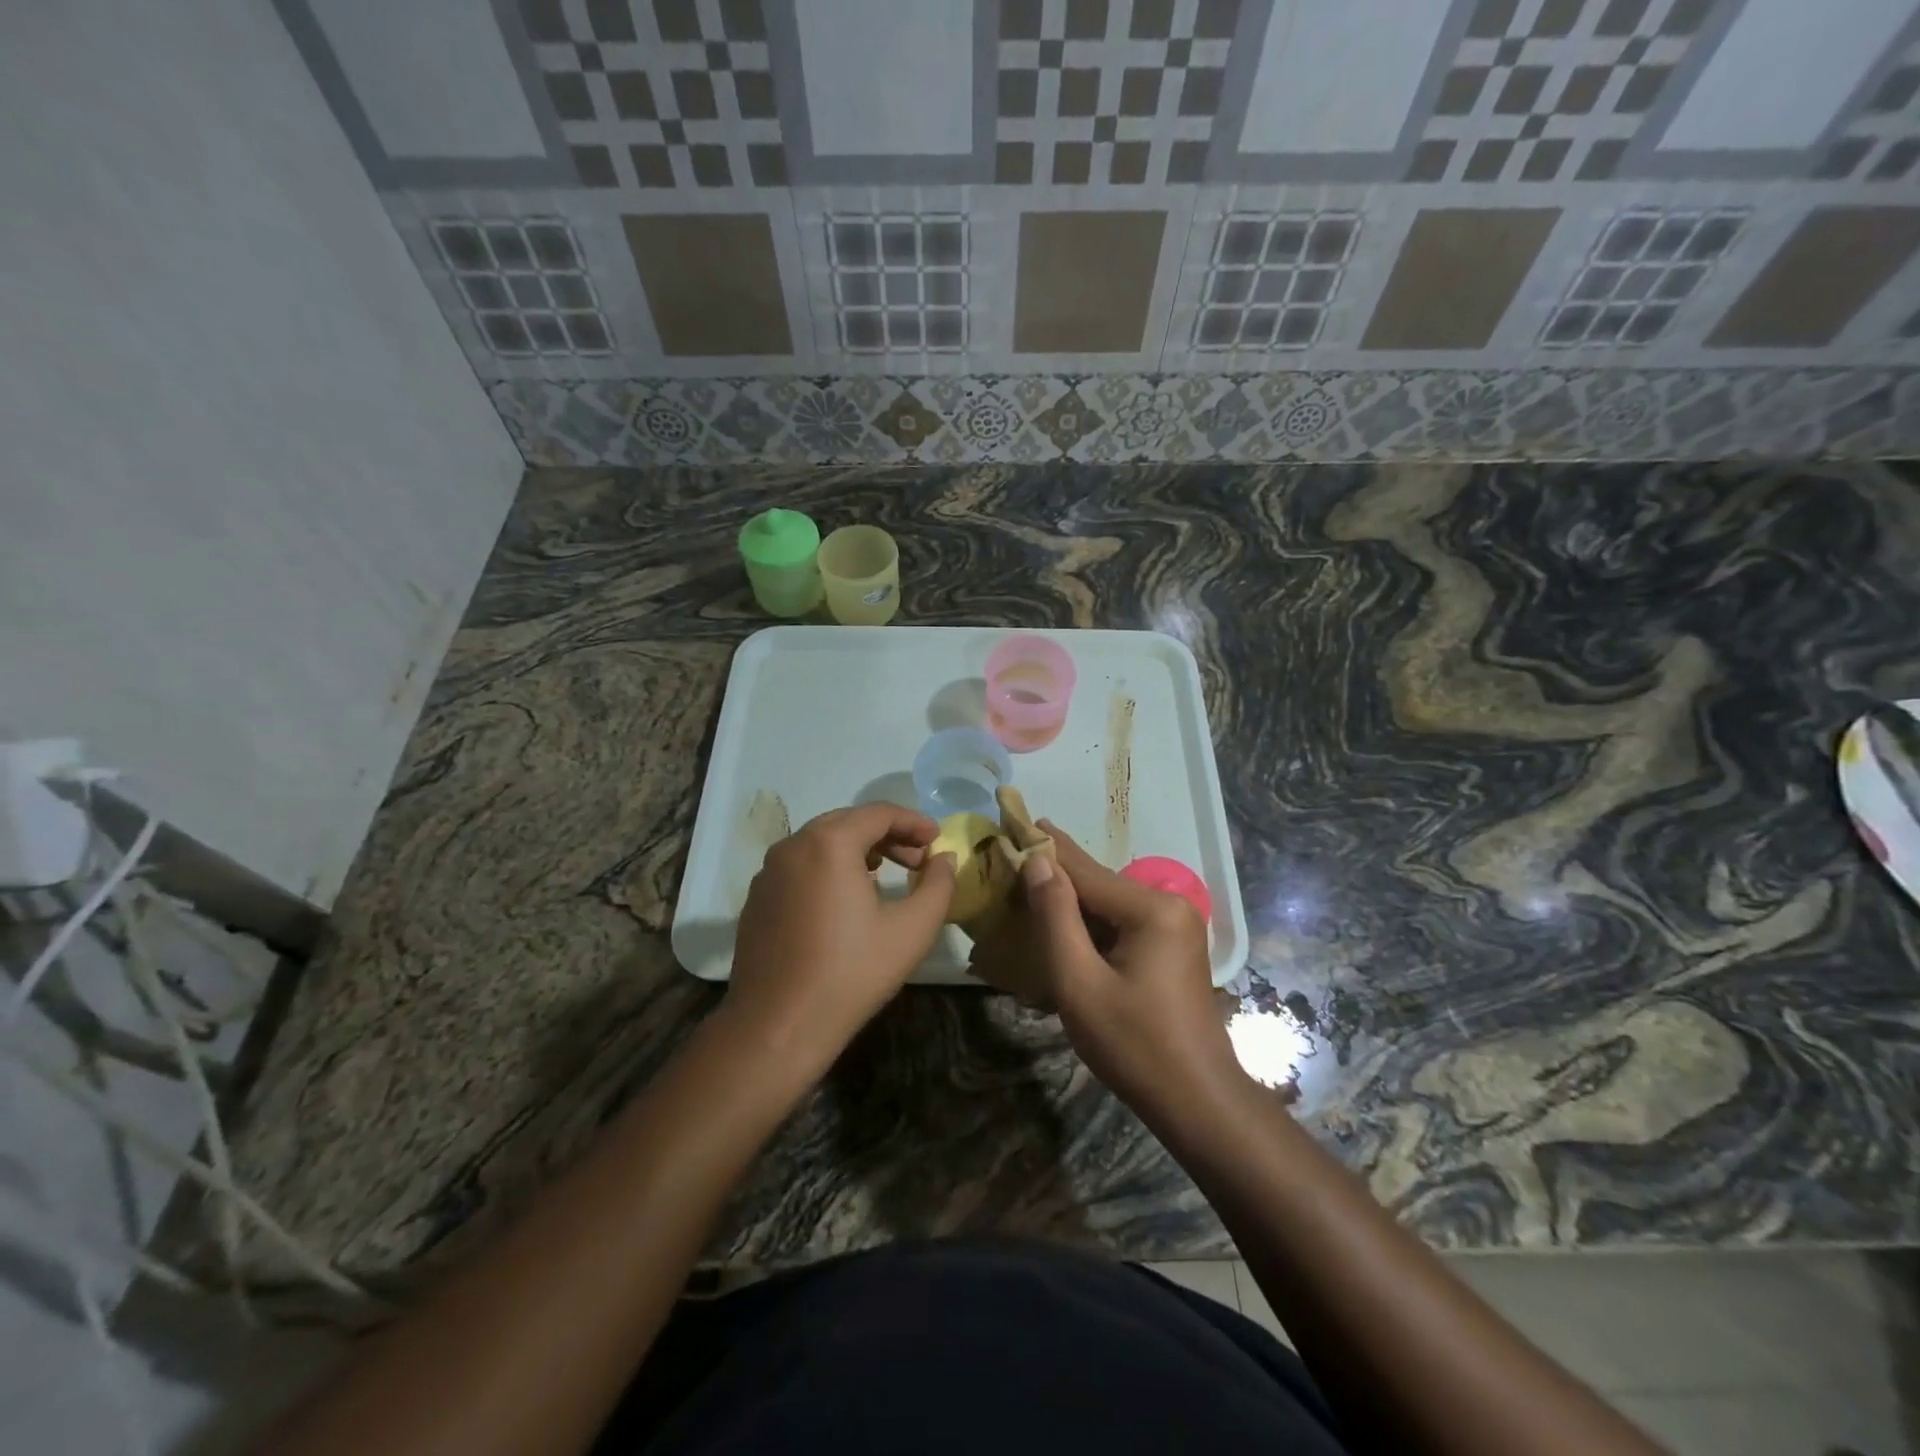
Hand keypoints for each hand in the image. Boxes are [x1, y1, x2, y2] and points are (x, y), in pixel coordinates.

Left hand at [727, 804, 955, 1067]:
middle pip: (848, 822)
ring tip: (886, 874)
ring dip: (857, 849)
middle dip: (888, 834)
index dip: (914, 821)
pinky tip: (845, 898)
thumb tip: (944, 859)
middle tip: (918, 859)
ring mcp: (769, 871)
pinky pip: (800, 865)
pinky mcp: (758, 897)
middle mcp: (793, 845)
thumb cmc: (850, 973)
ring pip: (821, 842)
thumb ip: (938, 885)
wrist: (777, 1026)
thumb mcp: (912, 930)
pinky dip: (829, 867)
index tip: (939, 839)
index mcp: (829, 843)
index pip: (879, 813)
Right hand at [969, 823, 1242, 1113]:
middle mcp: (1169, 905)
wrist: (1197, 1102)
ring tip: (1025, 889)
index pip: (1084, 870)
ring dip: (1069, 902)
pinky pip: (1121, 924)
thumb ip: (1056, 917)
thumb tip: (1037, 862)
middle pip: (1098, 884)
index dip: (1043, 848)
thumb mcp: (1080, 982)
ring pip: (1108, 904)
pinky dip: (1089, 925)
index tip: (1012, 819)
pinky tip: (1060, 925)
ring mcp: (1175, 926)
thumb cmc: (1134, 1045)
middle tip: (1009, 861)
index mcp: (1151, 908)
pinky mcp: (1171, 947)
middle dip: (1054, 876)